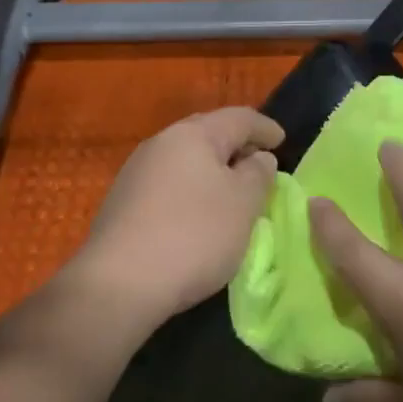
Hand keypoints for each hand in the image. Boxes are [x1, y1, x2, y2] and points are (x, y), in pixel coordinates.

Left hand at [70, 107, 284, 331]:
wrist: (120, 283)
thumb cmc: (194, 234)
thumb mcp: (243, 204)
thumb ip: (258, 174)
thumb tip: (257, 157)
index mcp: (193, 134)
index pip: (239, 118)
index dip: (264, 127)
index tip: (283, 140)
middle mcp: (161, 143)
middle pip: (208, 133)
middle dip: (236, 144)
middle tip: (259, 161)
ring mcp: (137, 172)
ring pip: (185, 159)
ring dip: (212, 169)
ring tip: (232, 190)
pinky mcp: (123, 202)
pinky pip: (168, 183)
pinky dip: (191, 188)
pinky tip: (198, 213)